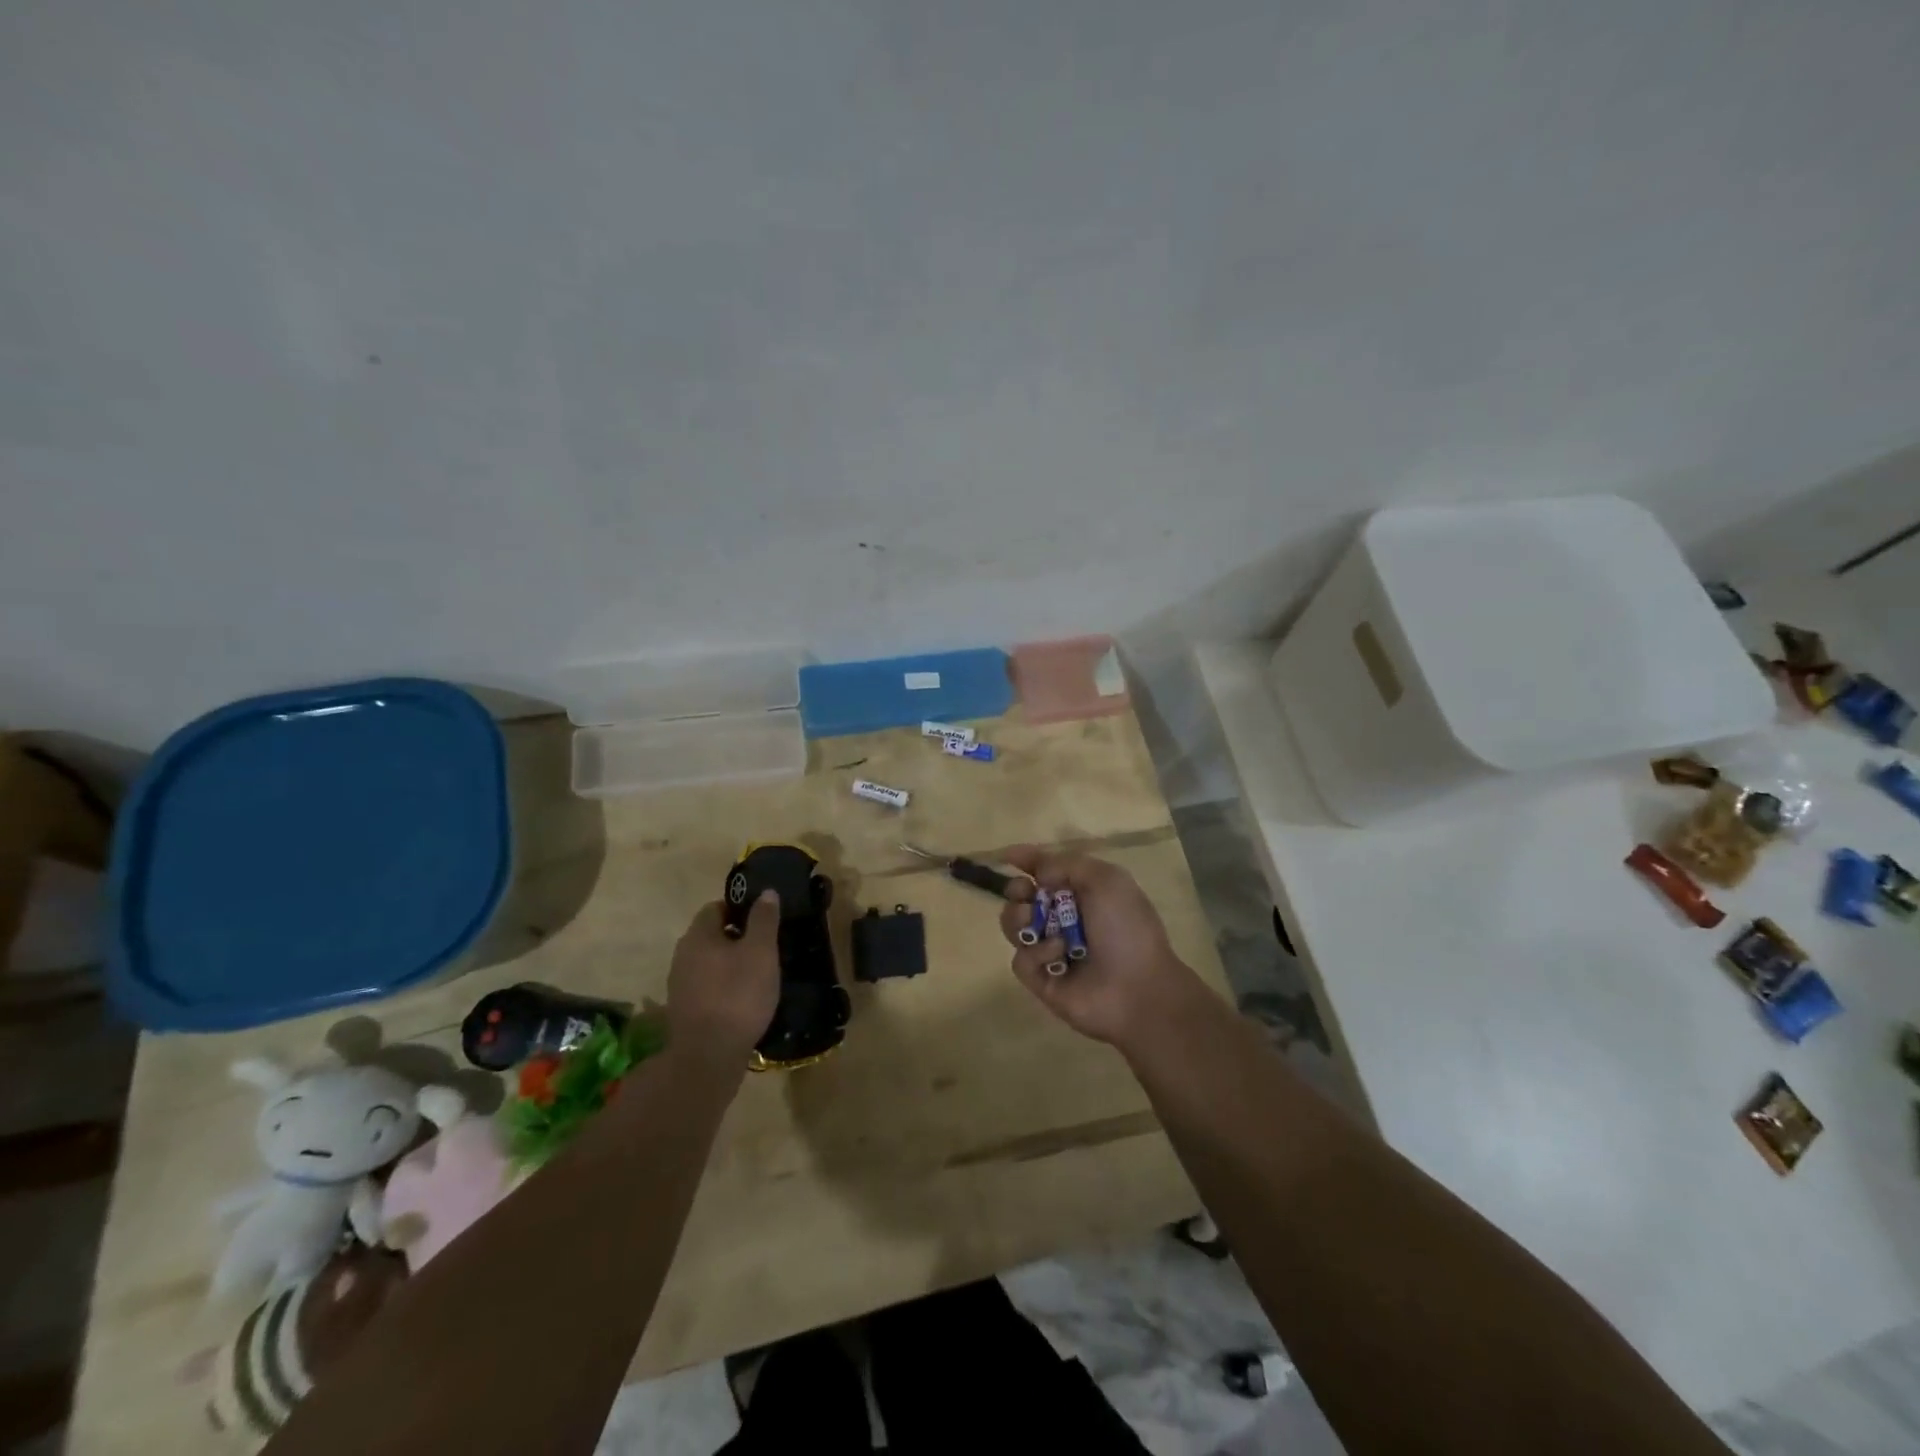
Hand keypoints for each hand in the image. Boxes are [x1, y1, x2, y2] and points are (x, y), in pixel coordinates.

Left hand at [666, 892, 781, 1062]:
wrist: (709, 1056)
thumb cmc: (739, 994)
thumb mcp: (761, 952)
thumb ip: (763, 920)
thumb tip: (766, 892)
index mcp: (698, 935)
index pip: (715, 908)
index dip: (739, 908)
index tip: (763, 919)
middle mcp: (682, 955)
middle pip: (710, 935)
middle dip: (736, 936)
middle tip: (764, 946)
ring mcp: (679, 984)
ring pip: (707, 961)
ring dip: (729, 963)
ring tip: (757, 973)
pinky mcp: (683, 1009)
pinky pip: (706, 985)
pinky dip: (722, 985)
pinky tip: (742, 998)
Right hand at [997, 847, 1203, 1047]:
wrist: (1139, 990)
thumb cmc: (1126, 928)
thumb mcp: (1105, 880)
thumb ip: (1066, 864)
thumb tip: (1036, 871)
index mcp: (1083, 892)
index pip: (1046, 870)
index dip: (1026, 860)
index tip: (1006, 855)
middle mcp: (1063, 918)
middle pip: (1021, 896)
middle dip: (1017, 889)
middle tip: (1025, 893)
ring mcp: (1050, 949)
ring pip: (1014, 925)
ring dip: (1021, 918)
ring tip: (1038, 925)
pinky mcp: (1041, 979)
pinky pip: (1022, 958)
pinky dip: (1038, 952)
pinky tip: (1059, 956)